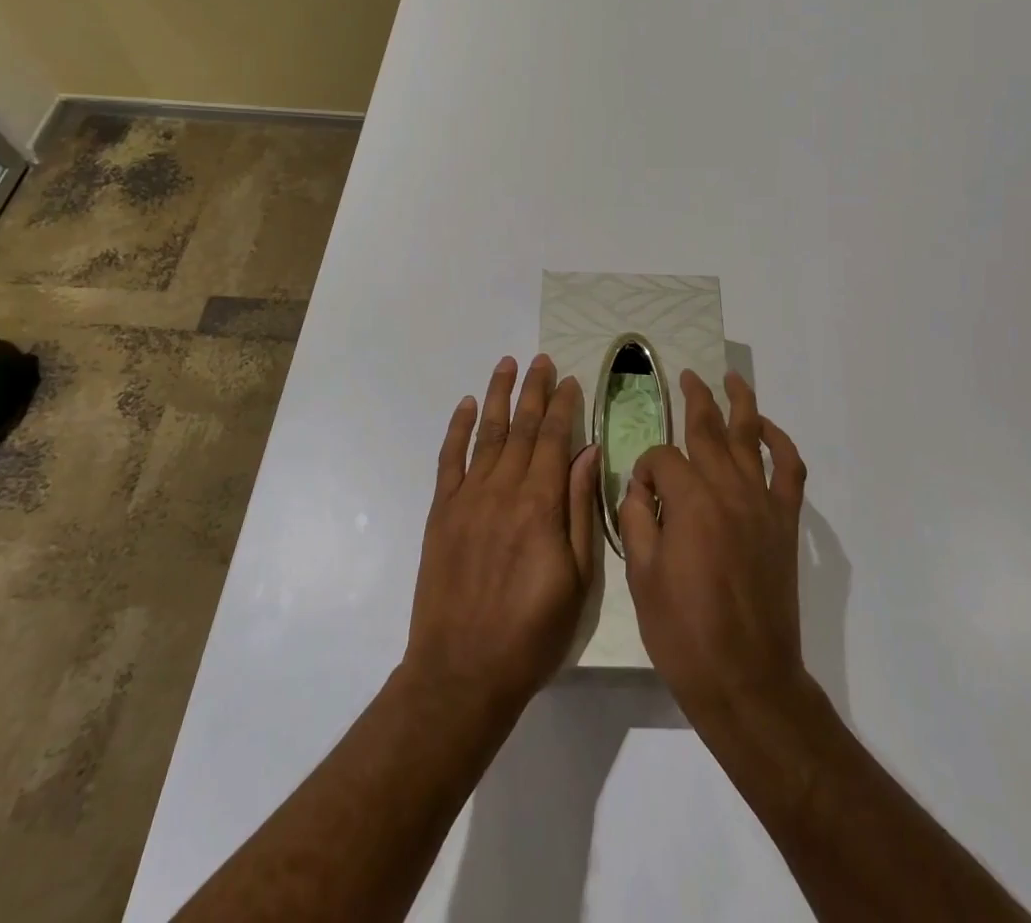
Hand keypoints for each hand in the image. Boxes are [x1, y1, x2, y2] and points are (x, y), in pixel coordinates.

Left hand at [403, 355, 599, 716]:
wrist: (462, 671)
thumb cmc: (532, 632)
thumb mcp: (578, 579)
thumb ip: (581, 510)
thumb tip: (589, 453)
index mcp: (541, 504)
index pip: (556, 439)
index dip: (564, 406)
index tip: (571, 380)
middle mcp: (503, 489)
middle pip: (523, 427)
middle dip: (534, 390)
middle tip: (542, 360)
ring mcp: (468, 498)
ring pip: (488, 433)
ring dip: (499, 396)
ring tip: (507, 365)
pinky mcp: (441, 512)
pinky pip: (450, 459)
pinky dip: (458, 428)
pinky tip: (467, 405)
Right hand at [620, 370, 809, 725]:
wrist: (747, 679)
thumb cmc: (684, 633)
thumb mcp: (641, 576)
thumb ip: (637, 519)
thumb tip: (640, 488)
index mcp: (689, 500)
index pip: (662, 458)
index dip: (646, 468)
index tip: (640, 494)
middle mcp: (728, 489)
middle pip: (709, 429)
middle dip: (695, 399)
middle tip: (687, 376)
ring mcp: (762, 503)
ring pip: (751, 437)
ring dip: (740, 403)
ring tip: (730, 379)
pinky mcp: (785, 523)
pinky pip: (790, 470)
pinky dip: (781, 443)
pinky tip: (768, 429)